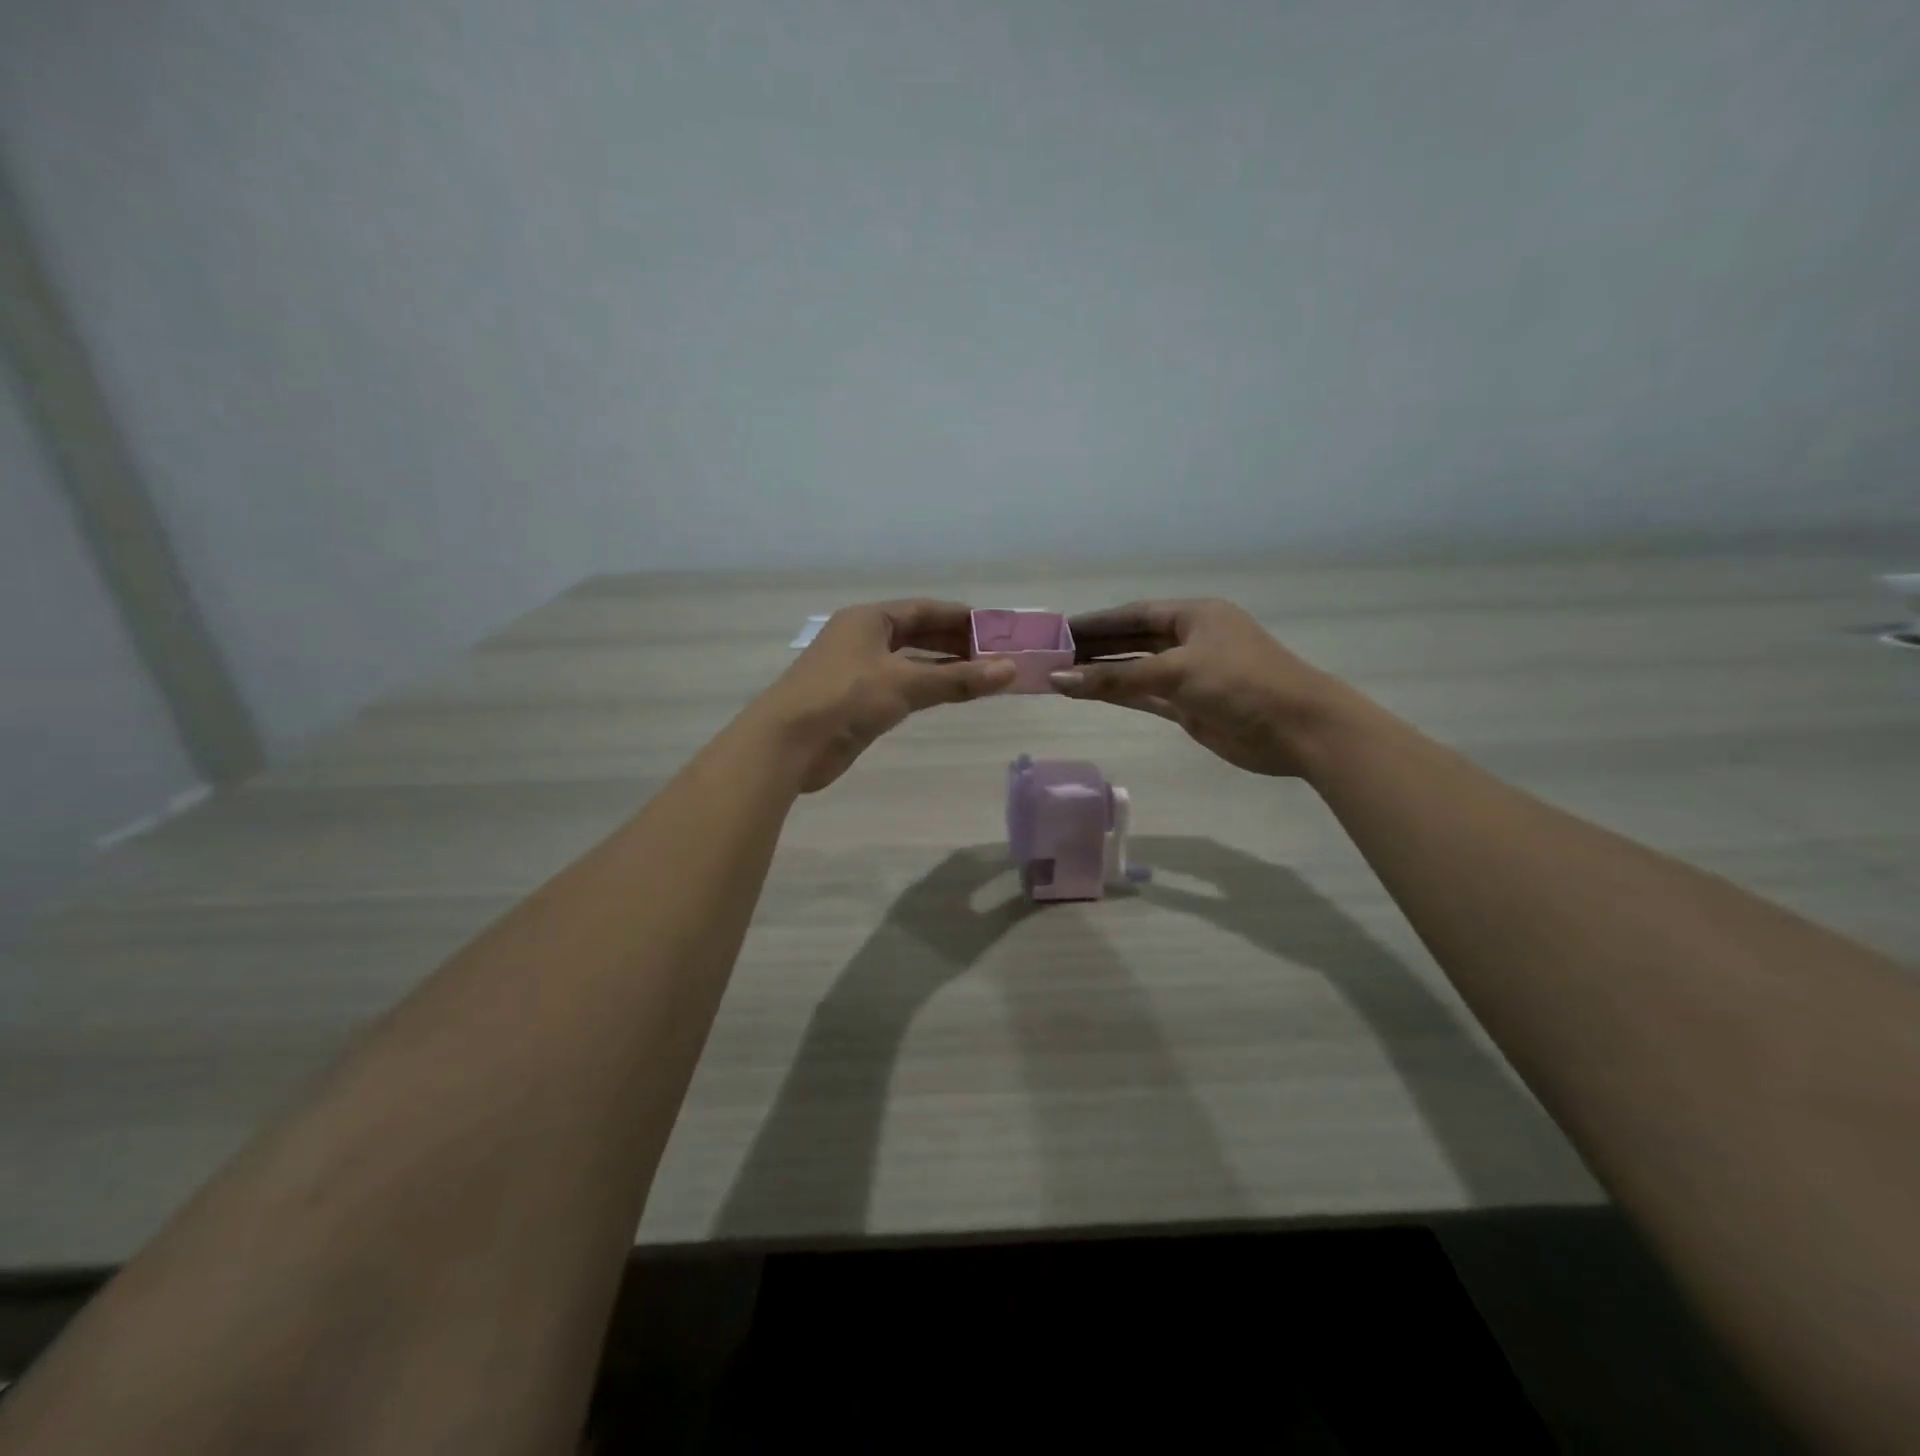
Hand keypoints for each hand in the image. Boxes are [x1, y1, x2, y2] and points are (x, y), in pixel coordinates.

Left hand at [751, 600, 1014, 792]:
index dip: (960, 617)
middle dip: (955, 643)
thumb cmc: (844, 699)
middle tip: (995, 655)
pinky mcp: (855, 701)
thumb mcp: (904, 684)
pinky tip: (948, 696)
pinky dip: (925, 688)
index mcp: (869, 619)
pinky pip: (900, 686)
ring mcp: (857, 670)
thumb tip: (1010, 671)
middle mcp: (862, 638)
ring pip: (909, 662)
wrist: (787, 744)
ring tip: (981, 676)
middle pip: (917, 634)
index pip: (923, 610)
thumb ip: (957, 679)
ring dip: (942, 668)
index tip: (995, 627)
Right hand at [1052, 599, 1346, 776]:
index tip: (1059, 629)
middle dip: (1095, 647)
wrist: (1298, 730)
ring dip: (1102, 673)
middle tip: (1051, 654)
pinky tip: (1087, 694)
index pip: (1134, 614)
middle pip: (1132, 640)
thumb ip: (1116, 678)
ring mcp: (1190, 674)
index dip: (1096, 621)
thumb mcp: (1176, 672)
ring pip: (1136, 670)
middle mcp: (1191, 640)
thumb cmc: (1241, 683)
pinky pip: (1144, 695)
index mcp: (1195, 615)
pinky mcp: (1189, 706)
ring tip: (1059, 675)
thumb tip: (1059, 680)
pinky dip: (1118, 695)